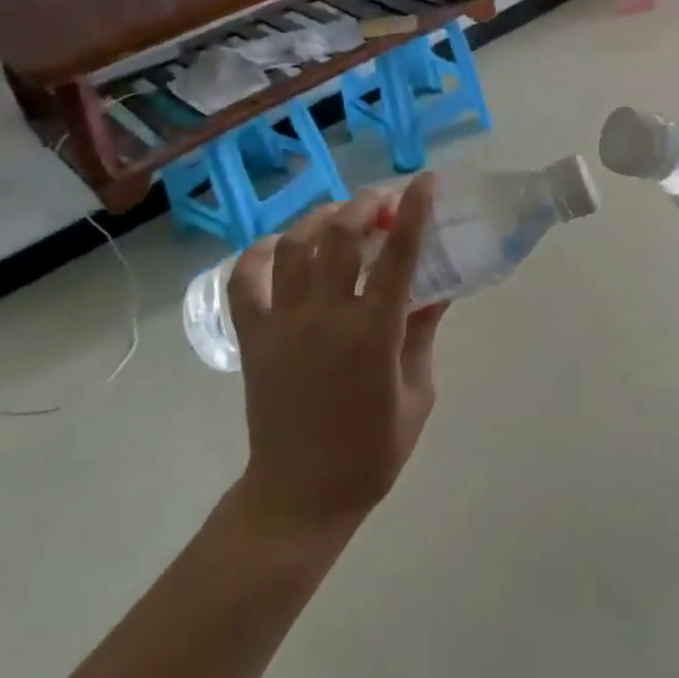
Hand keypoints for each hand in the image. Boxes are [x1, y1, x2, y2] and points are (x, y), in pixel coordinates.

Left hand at [226, 177, 446, 547]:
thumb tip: (434, 289)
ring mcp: (282, 325)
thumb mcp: (418, 394)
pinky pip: (245, 281)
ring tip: (338, 215)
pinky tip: (280, 247)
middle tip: (382, 200)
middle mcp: (326, 317)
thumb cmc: (371, 452)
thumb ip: (423, 334)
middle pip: (340, 236)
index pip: (398, 255)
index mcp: (374, 333)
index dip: (414, 211)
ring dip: (318, 219)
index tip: (425, 181)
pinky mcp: (253, 339)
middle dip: (364, 205)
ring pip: (294, 248)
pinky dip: (260, 254)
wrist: (300, 496)